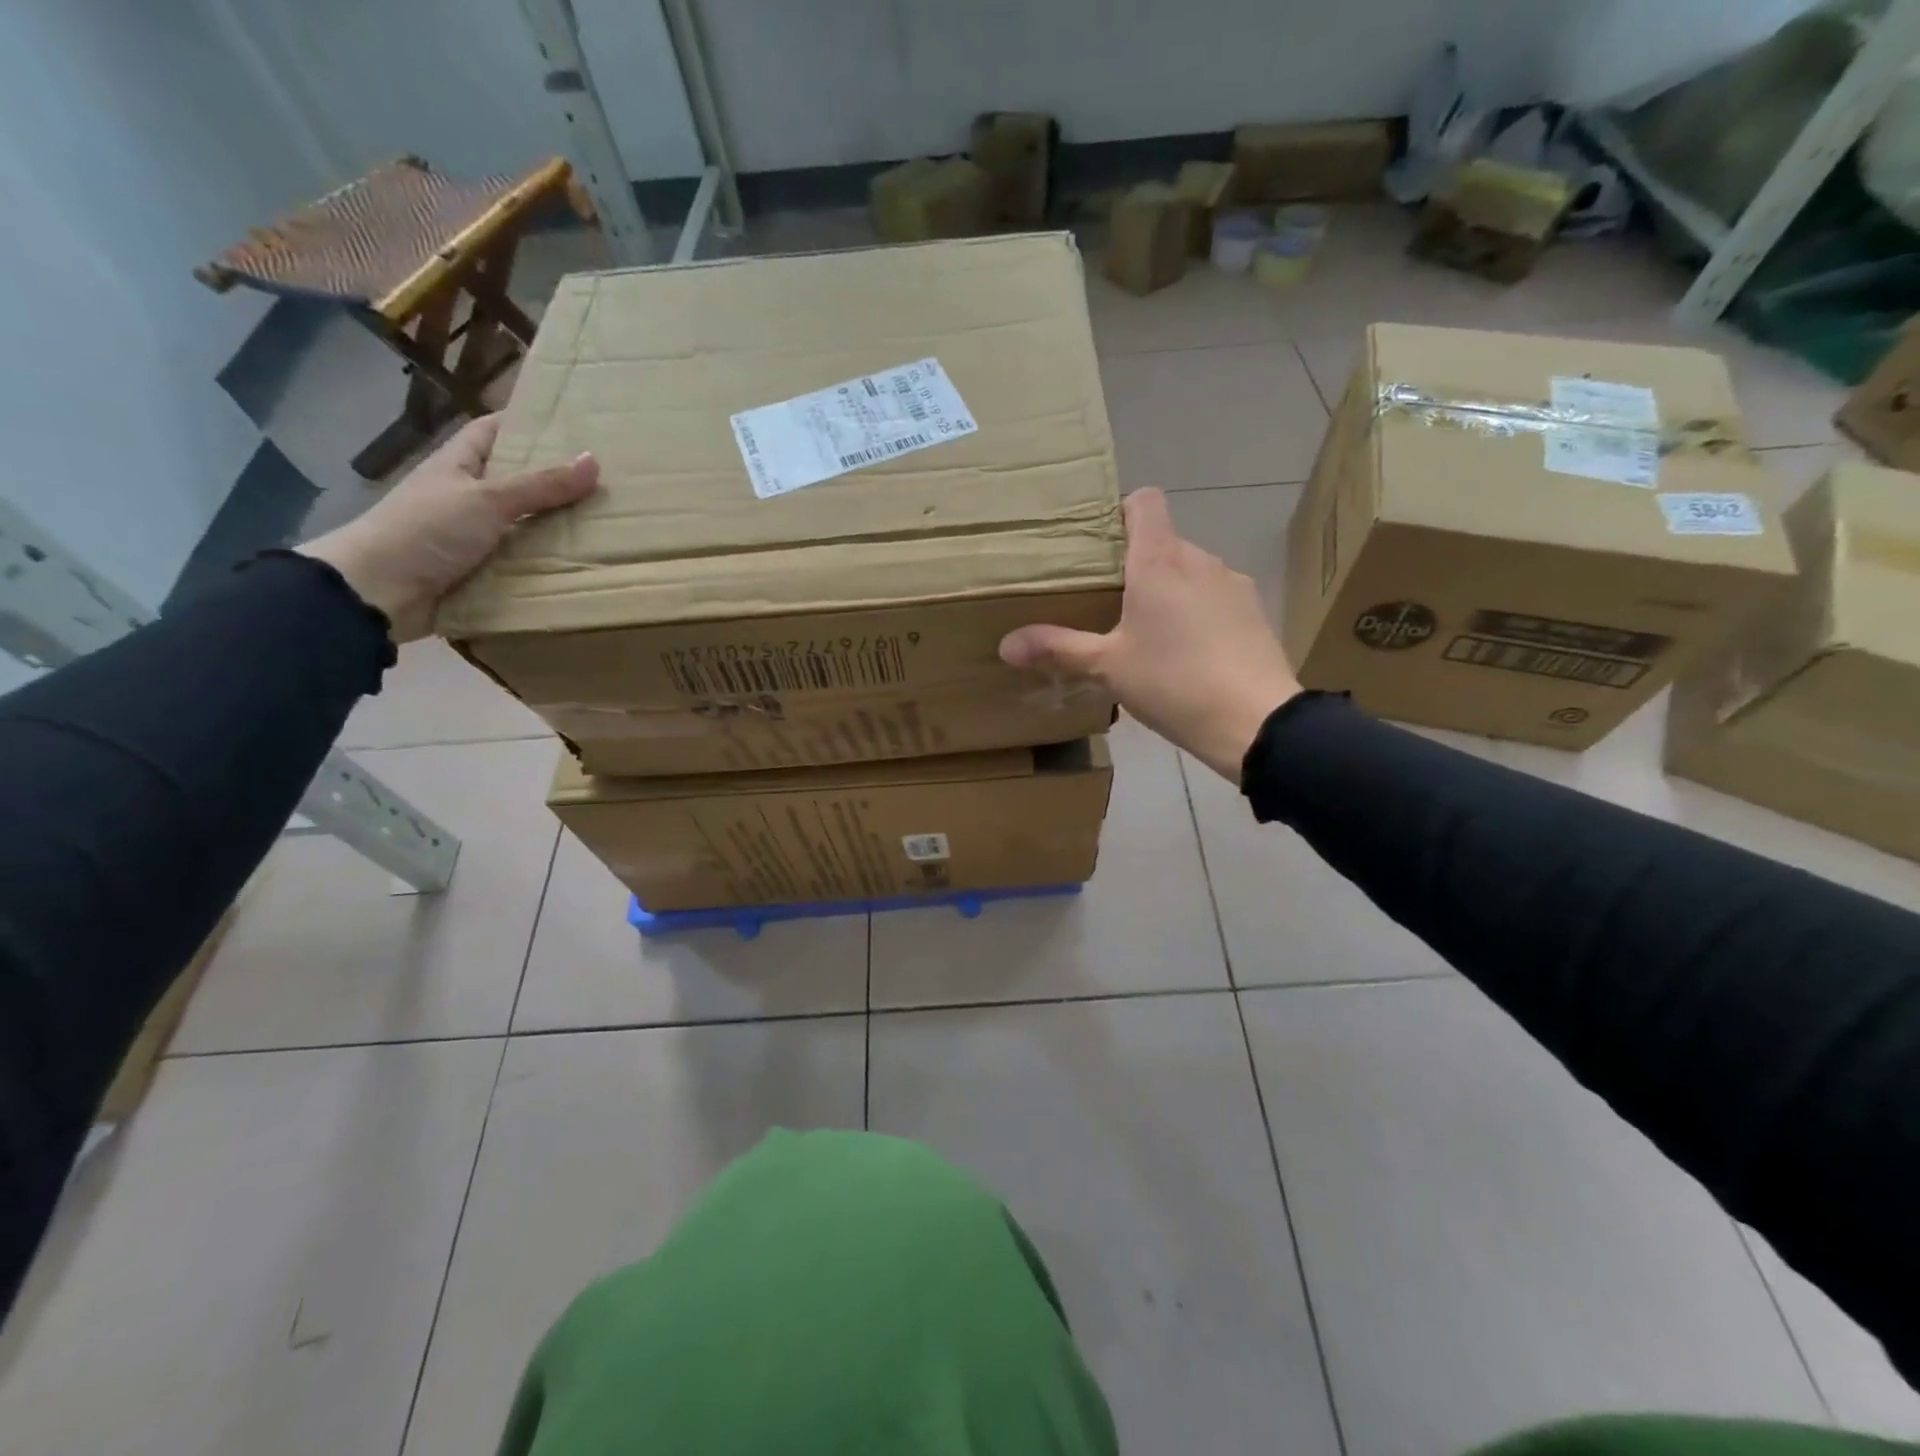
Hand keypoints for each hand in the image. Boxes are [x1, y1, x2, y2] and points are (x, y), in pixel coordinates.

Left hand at [298, 415, 597, 641]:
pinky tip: (583, 563)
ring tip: (608, 523)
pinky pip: (524, 561)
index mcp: (460, 464)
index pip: (494, 430)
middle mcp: (468, 495)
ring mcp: (475, 535)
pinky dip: (548, 563)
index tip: (572, 426)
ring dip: (558, 527)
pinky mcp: (483, 571)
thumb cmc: (427, 530)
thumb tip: (594, 460)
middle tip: (607, 480)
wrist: (379, 592)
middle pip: (518, 480)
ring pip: (526, 524)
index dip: (527, 424)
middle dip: (556, 480)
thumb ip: (541, 485)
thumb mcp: (488, 500)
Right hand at [999, 489, 1299, 781]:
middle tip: (1109, 603)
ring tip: (1150, 634)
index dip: (1121, 510)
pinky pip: (1215, 597)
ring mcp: (1232, 583)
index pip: (1145, 501)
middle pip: (1163, 541)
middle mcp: (1199, 559)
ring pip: (1190, 571)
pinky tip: (1189, 654)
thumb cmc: (1172, 682)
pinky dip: (1198, 612)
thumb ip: (1058, 649)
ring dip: (1169, 590)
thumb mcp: (1108, 667)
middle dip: (1136, 564)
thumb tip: (1005, 645)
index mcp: (1159, 561)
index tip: (1101, 542)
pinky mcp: (1253, 611)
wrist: (1254, 720)